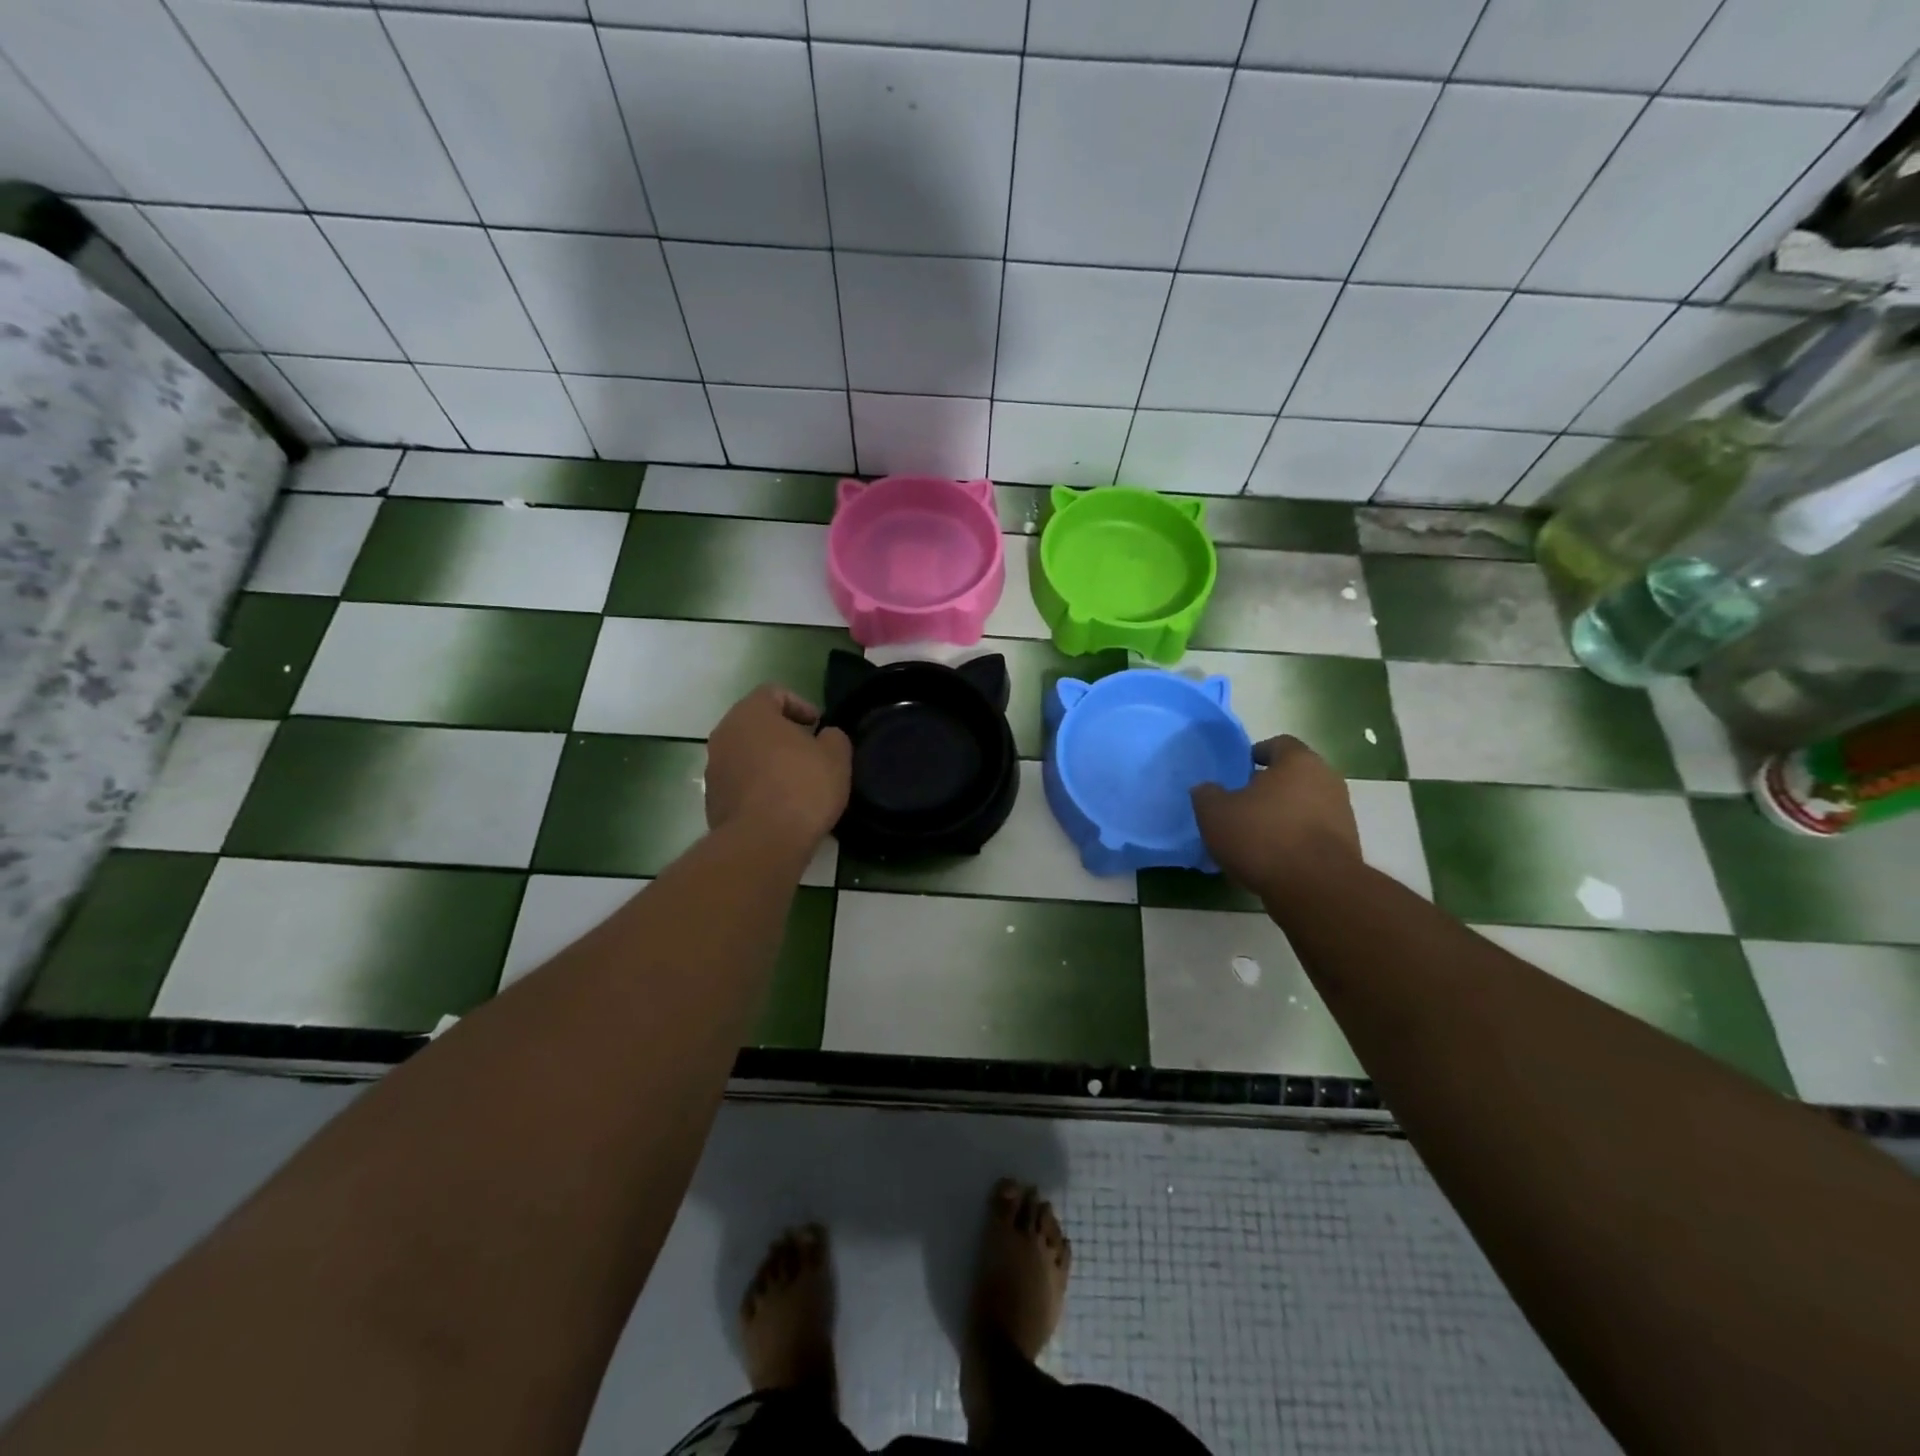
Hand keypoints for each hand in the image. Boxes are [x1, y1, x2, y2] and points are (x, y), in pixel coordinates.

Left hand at [705, 686, 851, 847]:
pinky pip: (740, 782)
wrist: (762, 842)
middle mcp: (724, 734)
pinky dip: (758, 786)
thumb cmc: (802, 788)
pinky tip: (781, 805)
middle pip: (756, 723)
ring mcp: (714, 768)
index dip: (800, 705)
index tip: (818, 726)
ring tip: (797, 782)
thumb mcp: (836, 756)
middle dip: (783, 734)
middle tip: (810, 752)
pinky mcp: (713, 800)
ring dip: (769, 761)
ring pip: (746, 753)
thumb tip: (825, 737)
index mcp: (751, 714)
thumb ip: (834, 737)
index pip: (773, 693)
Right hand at [1190, 735, 1360, 894]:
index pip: (1278, 744)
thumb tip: (1207, 789)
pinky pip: (1314, 832)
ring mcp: (1342, 813)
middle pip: (1295, 775)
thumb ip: (1207, 795)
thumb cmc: (1262, 837)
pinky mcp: (1347, 845)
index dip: (1256, 754)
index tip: (1239, 770)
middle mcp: (1327, 780)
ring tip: (1256, 835)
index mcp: (1298, 762)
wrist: (1315, 888)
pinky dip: (1296, 838)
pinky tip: (1274, 857)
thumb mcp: (1215, 814)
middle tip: (1243, 803)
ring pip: (1306, 804)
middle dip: (1270, 786)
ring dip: (1284, 814)